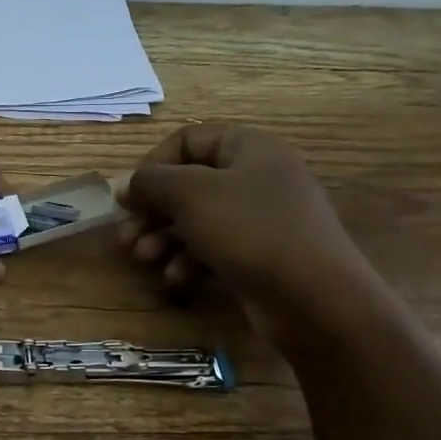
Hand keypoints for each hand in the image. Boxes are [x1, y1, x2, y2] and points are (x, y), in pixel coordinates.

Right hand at [118, 124, 367, 327]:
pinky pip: (213, 249)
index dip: (153, 164)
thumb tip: (128, 185)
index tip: (131, 195)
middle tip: (126, 236)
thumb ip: (151, 181)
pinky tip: (177, 279)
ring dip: (163, 239)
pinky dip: (189, 261)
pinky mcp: (259, 256)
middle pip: (187, 185)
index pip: (188, 140)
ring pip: (196, 220)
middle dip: (152, 211)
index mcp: (248, 149)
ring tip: (145, 259)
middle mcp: (256, 178)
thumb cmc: (249, 230)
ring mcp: (260, 220)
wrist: (314, 299)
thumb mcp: (190, 194)